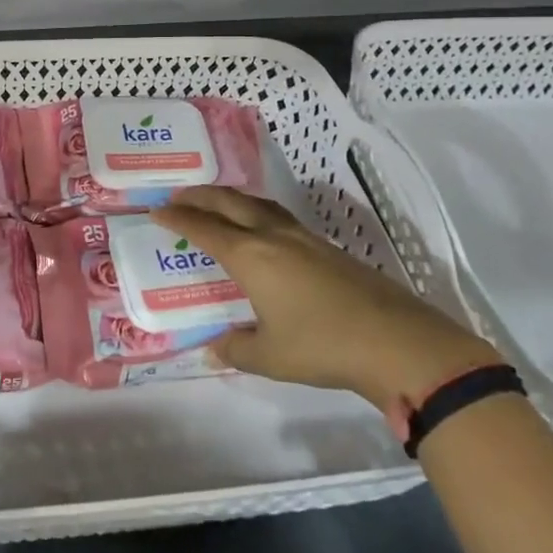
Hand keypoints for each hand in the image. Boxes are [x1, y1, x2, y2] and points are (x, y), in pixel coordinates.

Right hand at [154, 185, 500, 407]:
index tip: (156, 210)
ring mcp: (304, 238)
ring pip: (258, 204)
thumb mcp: (270, 356)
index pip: (204, 228)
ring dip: (230, 199)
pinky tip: (260, 229)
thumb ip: (236, 348)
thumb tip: (213, 347)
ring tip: (216, 203)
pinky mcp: (327, 247)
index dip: (177, 218)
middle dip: (199, 196)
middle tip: (178, 195)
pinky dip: (255, 212)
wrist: (396, 341)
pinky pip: (278, 216)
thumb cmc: (322, 346)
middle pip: (229, 203)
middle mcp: (273, 236)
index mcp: (251, 256)